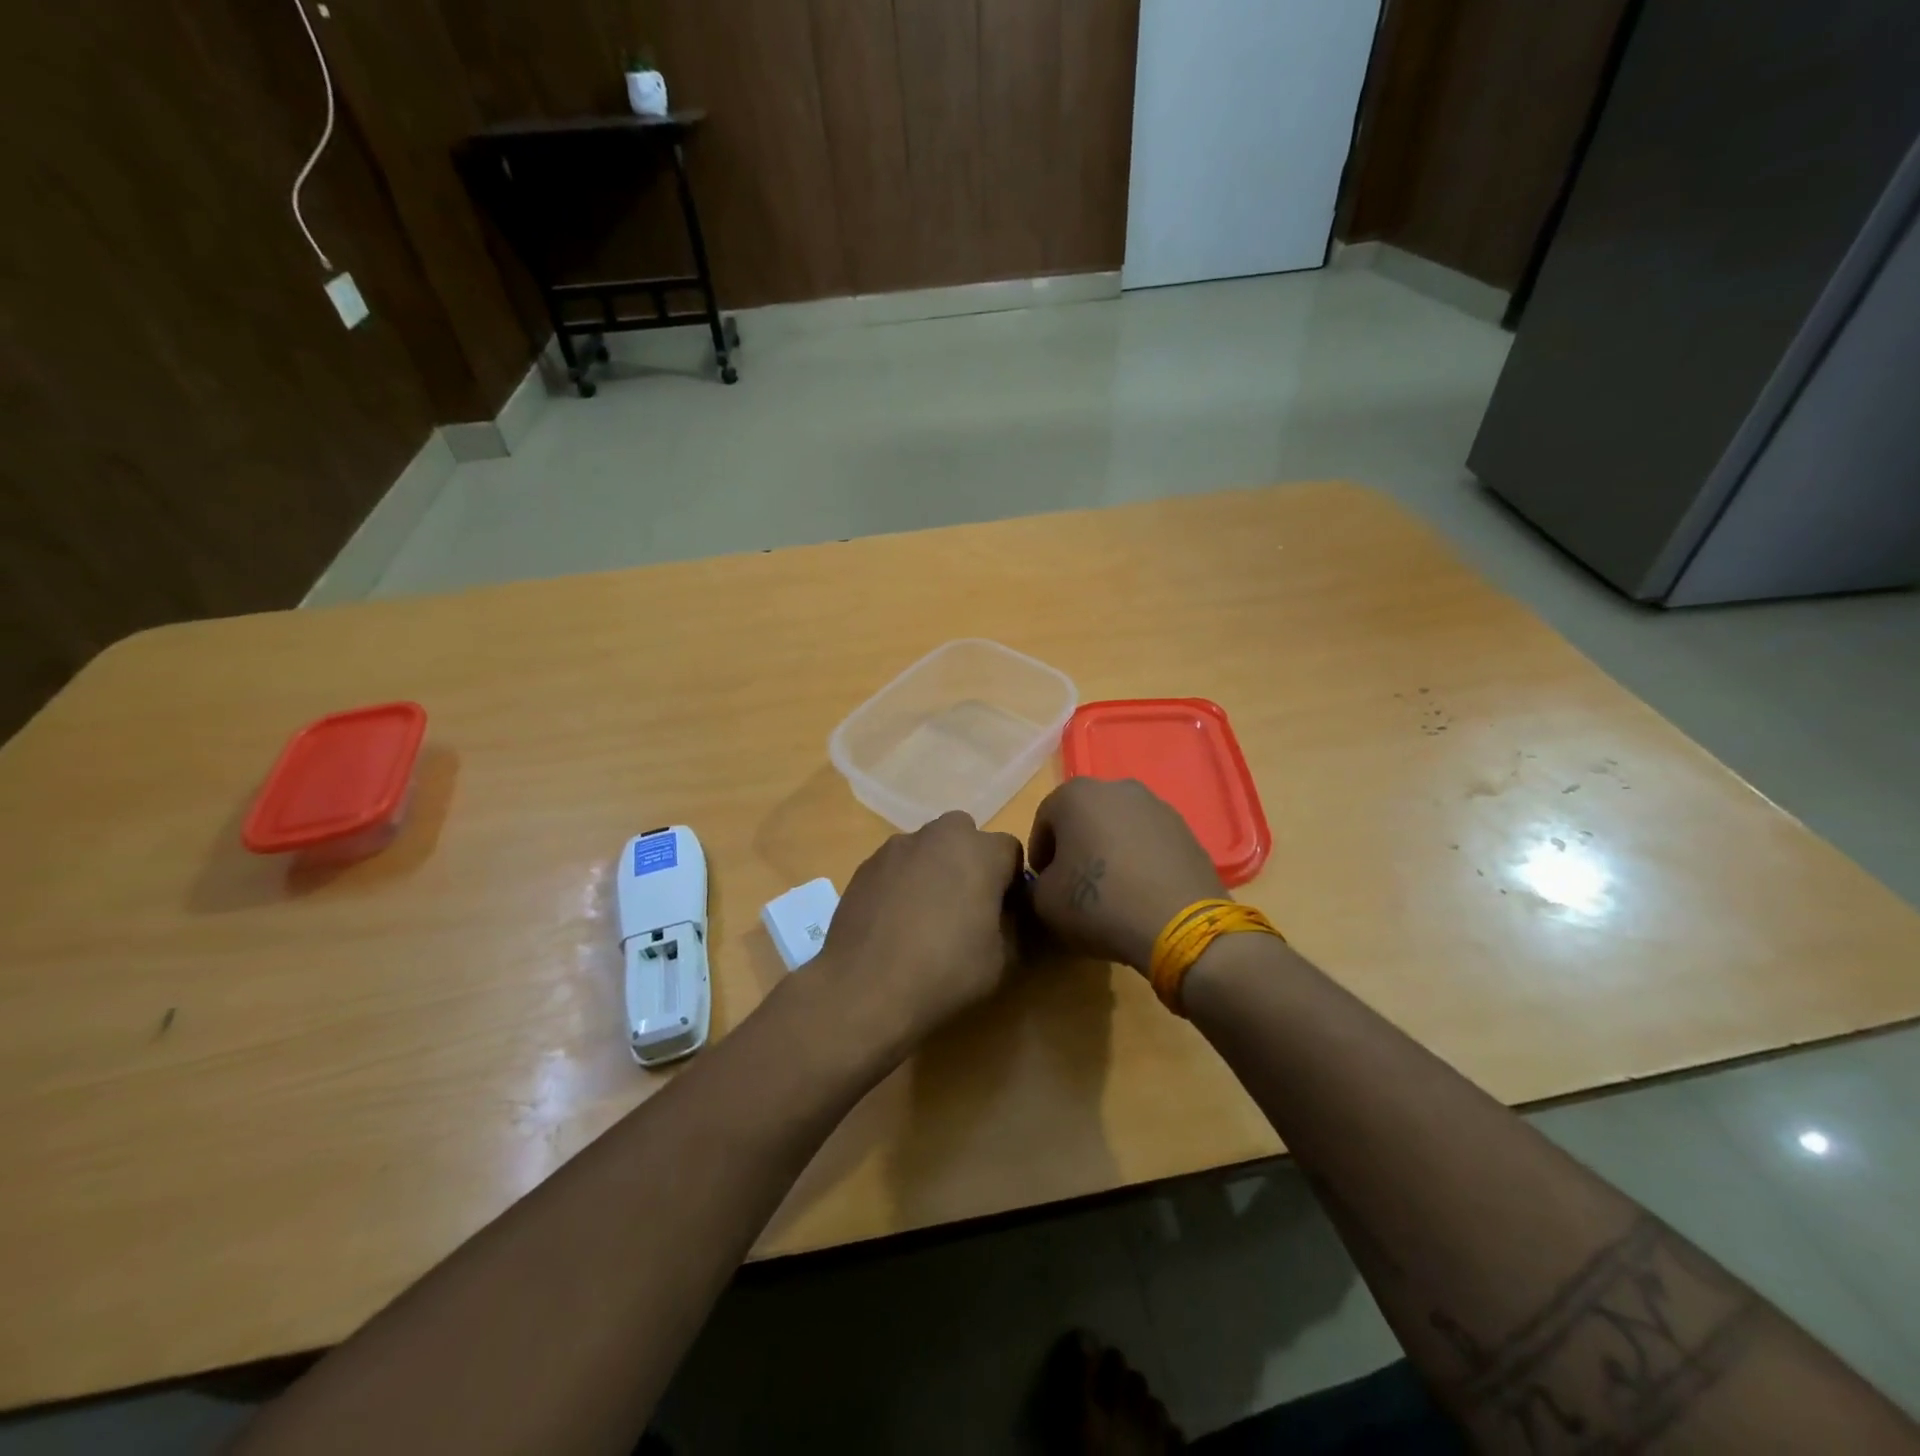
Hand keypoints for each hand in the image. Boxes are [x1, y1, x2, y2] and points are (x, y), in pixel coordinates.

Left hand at [813, 811, 1025, 1056]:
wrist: (865, 987)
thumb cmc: (945, 971)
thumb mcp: (1005, 960)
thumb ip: (1018, 926)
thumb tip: (1011, 914)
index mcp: (980, 851)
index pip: (1011, 852)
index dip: (1011, 883)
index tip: (1004, 914)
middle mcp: (939, 835)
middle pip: (967, 838)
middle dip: (971, 864)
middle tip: (966, 908)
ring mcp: (897, 846)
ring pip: (929, 849)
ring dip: (935, 870)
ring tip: (925, 917)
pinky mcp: (866, 864)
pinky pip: (898, 866)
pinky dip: (903, 883)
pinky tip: (895, 922)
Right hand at [1028, 779, 1224, 970]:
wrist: (1178, 924)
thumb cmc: (1098, 903)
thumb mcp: (1044, 901)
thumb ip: (1036, 883)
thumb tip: (1048, 882)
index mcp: (1075, 794)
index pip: (1044, 820)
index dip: (1040, 853)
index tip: (1043, 883)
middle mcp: (1117, 788)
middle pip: (1084, 817)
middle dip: (1076, 846)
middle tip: (1074, 883)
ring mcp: (1156, 805)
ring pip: (1119, 826)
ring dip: (1109, 850)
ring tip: (1111, 890)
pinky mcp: (1186, 829)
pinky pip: (1149, 841)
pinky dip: (1139, 859)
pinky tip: (1140, 891)